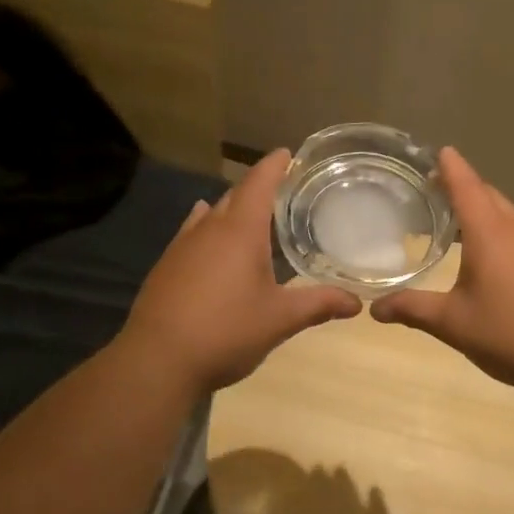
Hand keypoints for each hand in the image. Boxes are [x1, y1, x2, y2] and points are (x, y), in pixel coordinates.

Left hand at [120, 149, 361, 394]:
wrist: (157, 360)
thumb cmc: (225, 331)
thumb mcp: (279, 319)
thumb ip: (319, 304)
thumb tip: (357, 302)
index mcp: (240, 231)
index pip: (259, 183)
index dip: (274, 165)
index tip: (288, 153)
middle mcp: (209, 229)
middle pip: (234, 196)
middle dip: (258, 188)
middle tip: (283, 190)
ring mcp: (182, 246)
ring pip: (211, 214)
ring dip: (232, 209)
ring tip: (252, 216)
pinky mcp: (166, 266)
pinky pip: (192, 233)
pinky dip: (209, 228)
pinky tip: (210, 239)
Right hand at [370, 147, 513, 396]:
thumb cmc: (510, 334)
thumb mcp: (453, 323)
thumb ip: (413, 309)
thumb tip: (374, 309)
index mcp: (490, 234)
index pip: (466, 187)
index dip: (451, 167)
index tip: (440, 151)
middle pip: (489, 196)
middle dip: (465, 187)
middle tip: (437, 190)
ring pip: (509, 215)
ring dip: (485, 210)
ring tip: (461, 223)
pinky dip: (503, 232)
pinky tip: (496, 258)